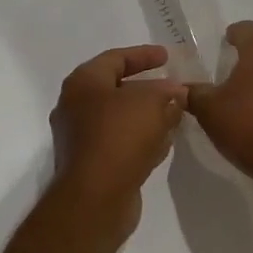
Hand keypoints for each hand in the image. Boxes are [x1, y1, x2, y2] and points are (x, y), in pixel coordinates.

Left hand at [49, 45, 187, 241]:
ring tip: (174, 114)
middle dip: (147, 87)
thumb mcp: (152, 102)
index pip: (115, 58)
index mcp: (83, 83)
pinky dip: (141, 138)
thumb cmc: (120, 136)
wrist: (95, 198)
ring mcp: (81, 138)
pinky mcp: (91, 164)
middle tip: (173, 86)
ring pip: (120, 118)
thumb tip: (176, 93)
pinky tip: (163, 143)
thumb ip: (167, 91)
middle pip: (116, 88)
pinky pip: (120, 142)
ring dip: (146, 115)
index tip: (168, 56)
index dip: (143, 55)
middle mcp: (75, 107)